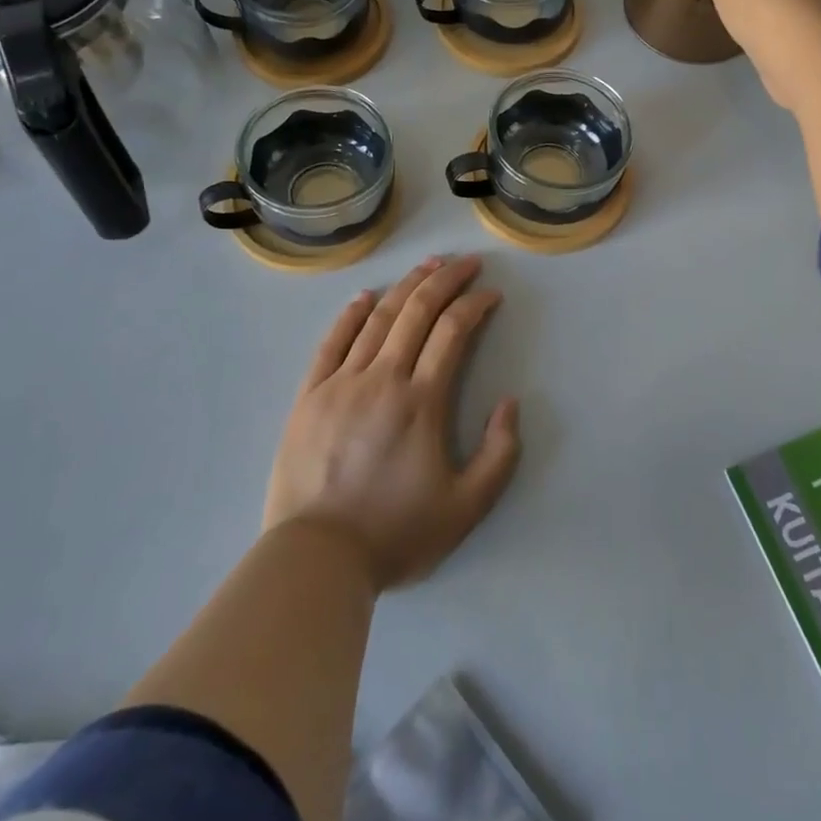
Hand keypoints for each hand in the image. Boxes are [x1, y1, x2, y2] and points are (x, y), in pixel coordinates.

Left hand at [263, 255, 520, 590]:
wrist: (317, 557)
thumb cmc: (396, 533)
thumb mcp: (467, 507)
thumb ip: (500, 454)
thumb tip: (509, 403)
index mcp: (422, 401)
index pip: (453, 331)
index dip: (475, 304)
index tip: (491, 294)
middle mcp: (383, 378)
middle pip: (417, 312)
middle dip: (446, 280)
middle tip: (466, 262)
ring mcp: (341, 382)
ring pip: (377, 318)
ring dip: (406, 286)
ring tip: (427, 265)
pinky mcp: (310, 395)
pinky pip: (332, 342)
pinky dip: (351, 314)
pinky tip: (365, 297)